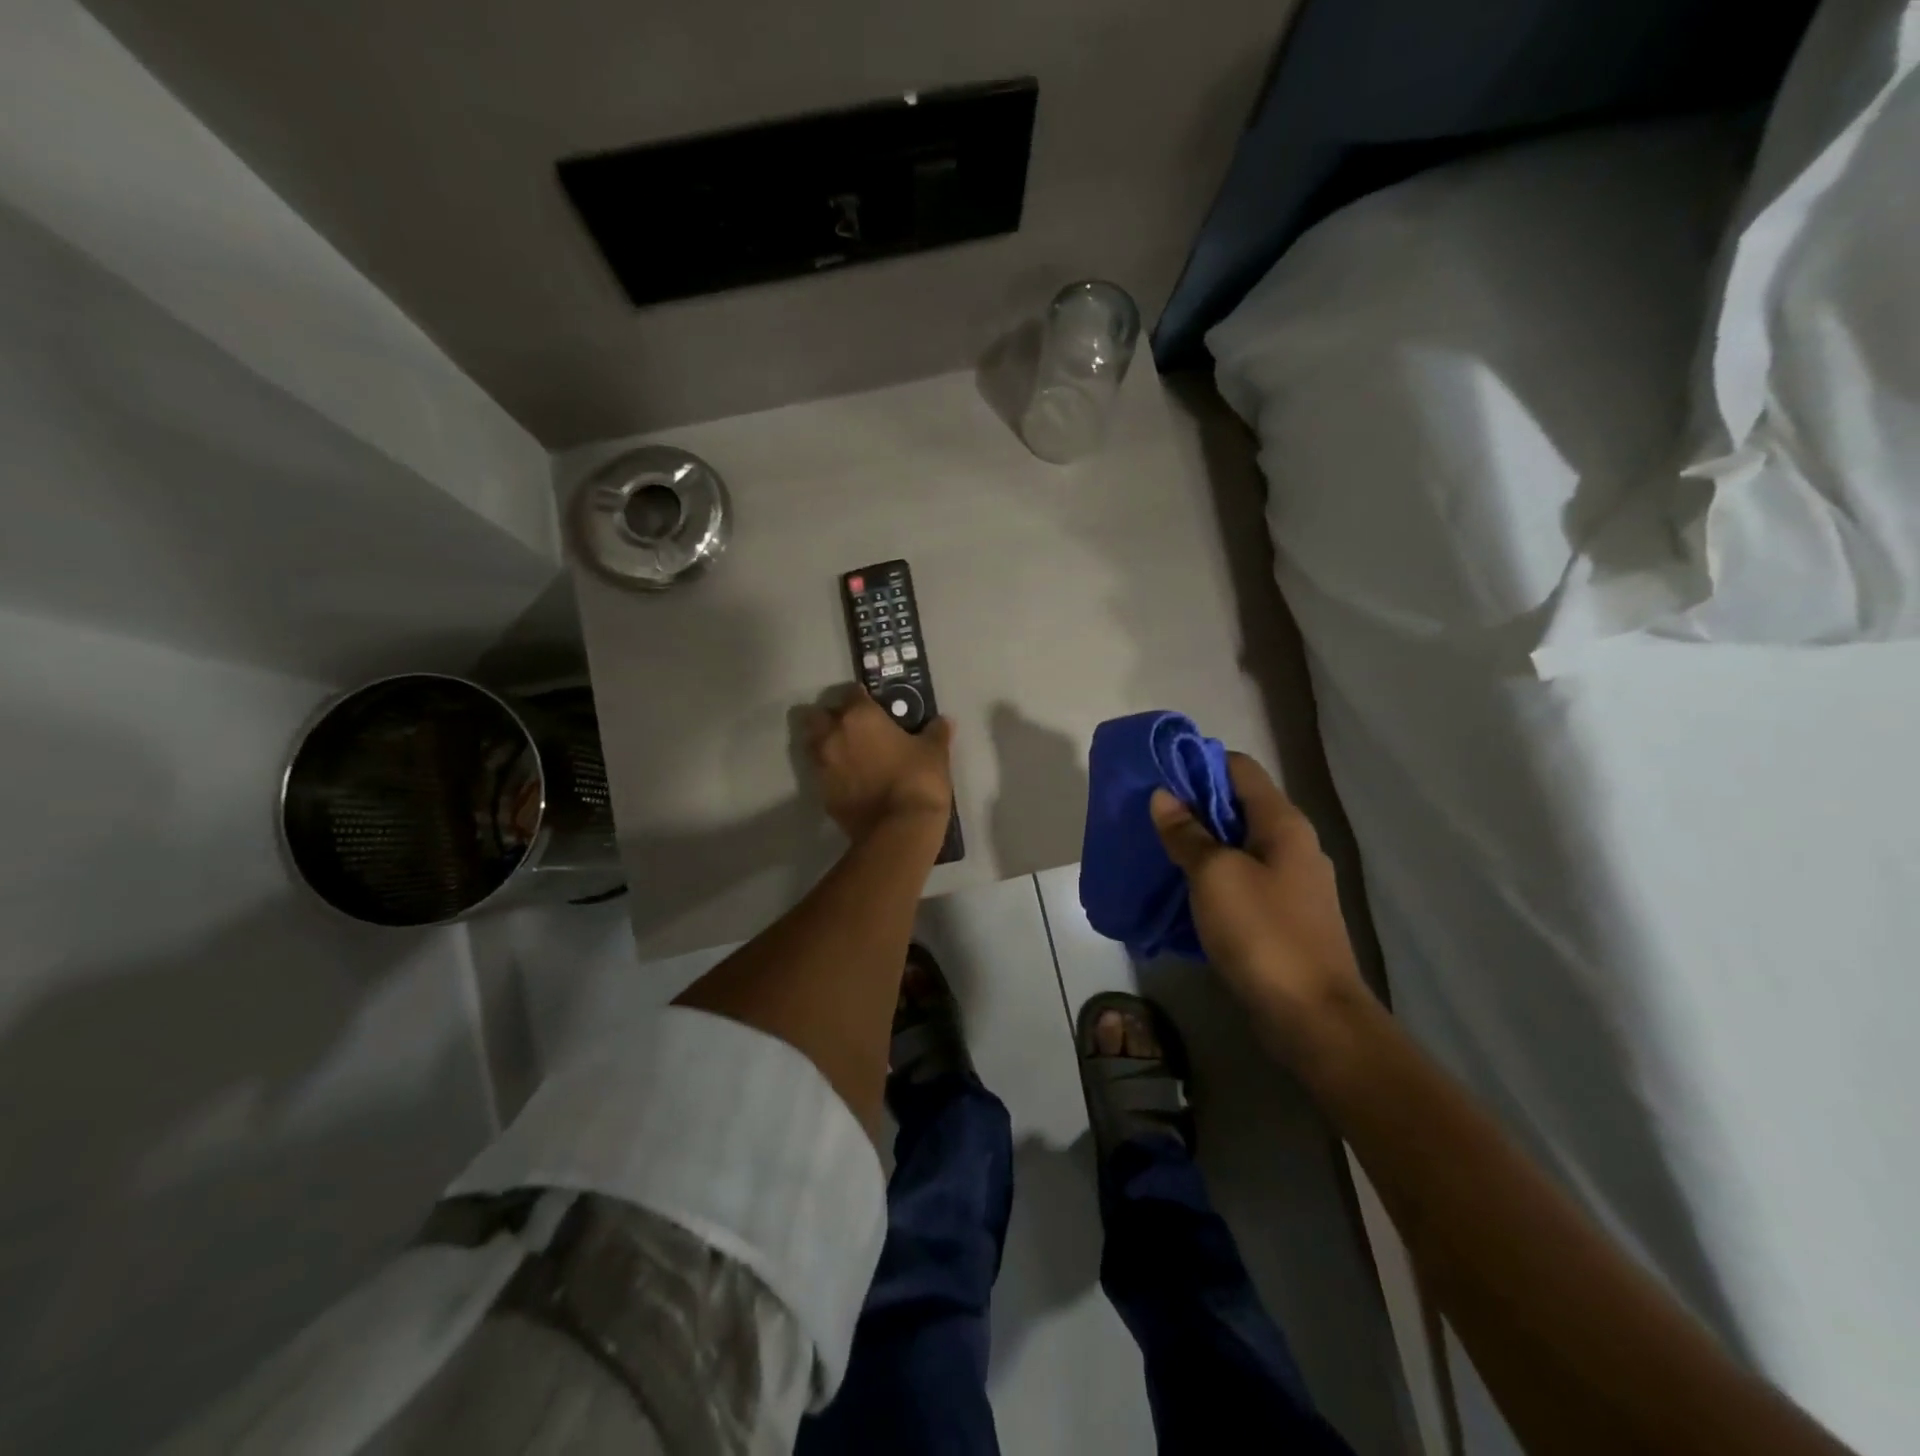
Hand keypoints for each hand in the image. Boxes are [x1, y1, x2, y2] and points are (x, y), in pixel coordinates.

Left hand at [804, 686, 953, 843]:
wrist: (898, 829)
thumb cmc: (918, 780)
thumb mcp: (935, 752)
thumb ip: (936, 732)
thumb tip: (944, 721)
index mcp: (860, 716)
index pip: (852, 692)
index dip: (862, 696)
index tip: (873, 703)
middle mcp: (833, 734)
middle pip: (817, 714)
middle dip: (830, 716)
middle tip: (851, 726)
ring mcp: (822, 765)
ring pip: (811, 743)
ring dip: (823, 742)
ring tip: (845, 751)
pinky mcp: (821, 792)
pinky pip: (820, 773)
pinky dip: (830, 771)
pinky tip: (848, 778)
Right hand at [1151, 753, 1368, 1062]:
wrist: (1313, 1017)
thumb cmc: (1263, 933)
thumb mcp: (1214, 875)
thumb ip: (1187, 834)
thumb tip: (1163, 796)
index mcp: (1283, 824)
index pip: (1240, 768)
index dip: (1199, 763)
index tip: (1158, 775)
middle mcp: (1293, 845)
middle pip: (1238, 806)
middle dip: (1193, 806)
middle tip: (1149, 815)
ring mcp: (1292, 884)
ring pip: (1238, 846)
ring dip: (1200, 845)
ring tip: (1158, 851)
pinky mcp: (1284, 917)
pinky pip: (1242, 881)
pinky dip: (1212, 879)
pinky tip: (1183, 893)